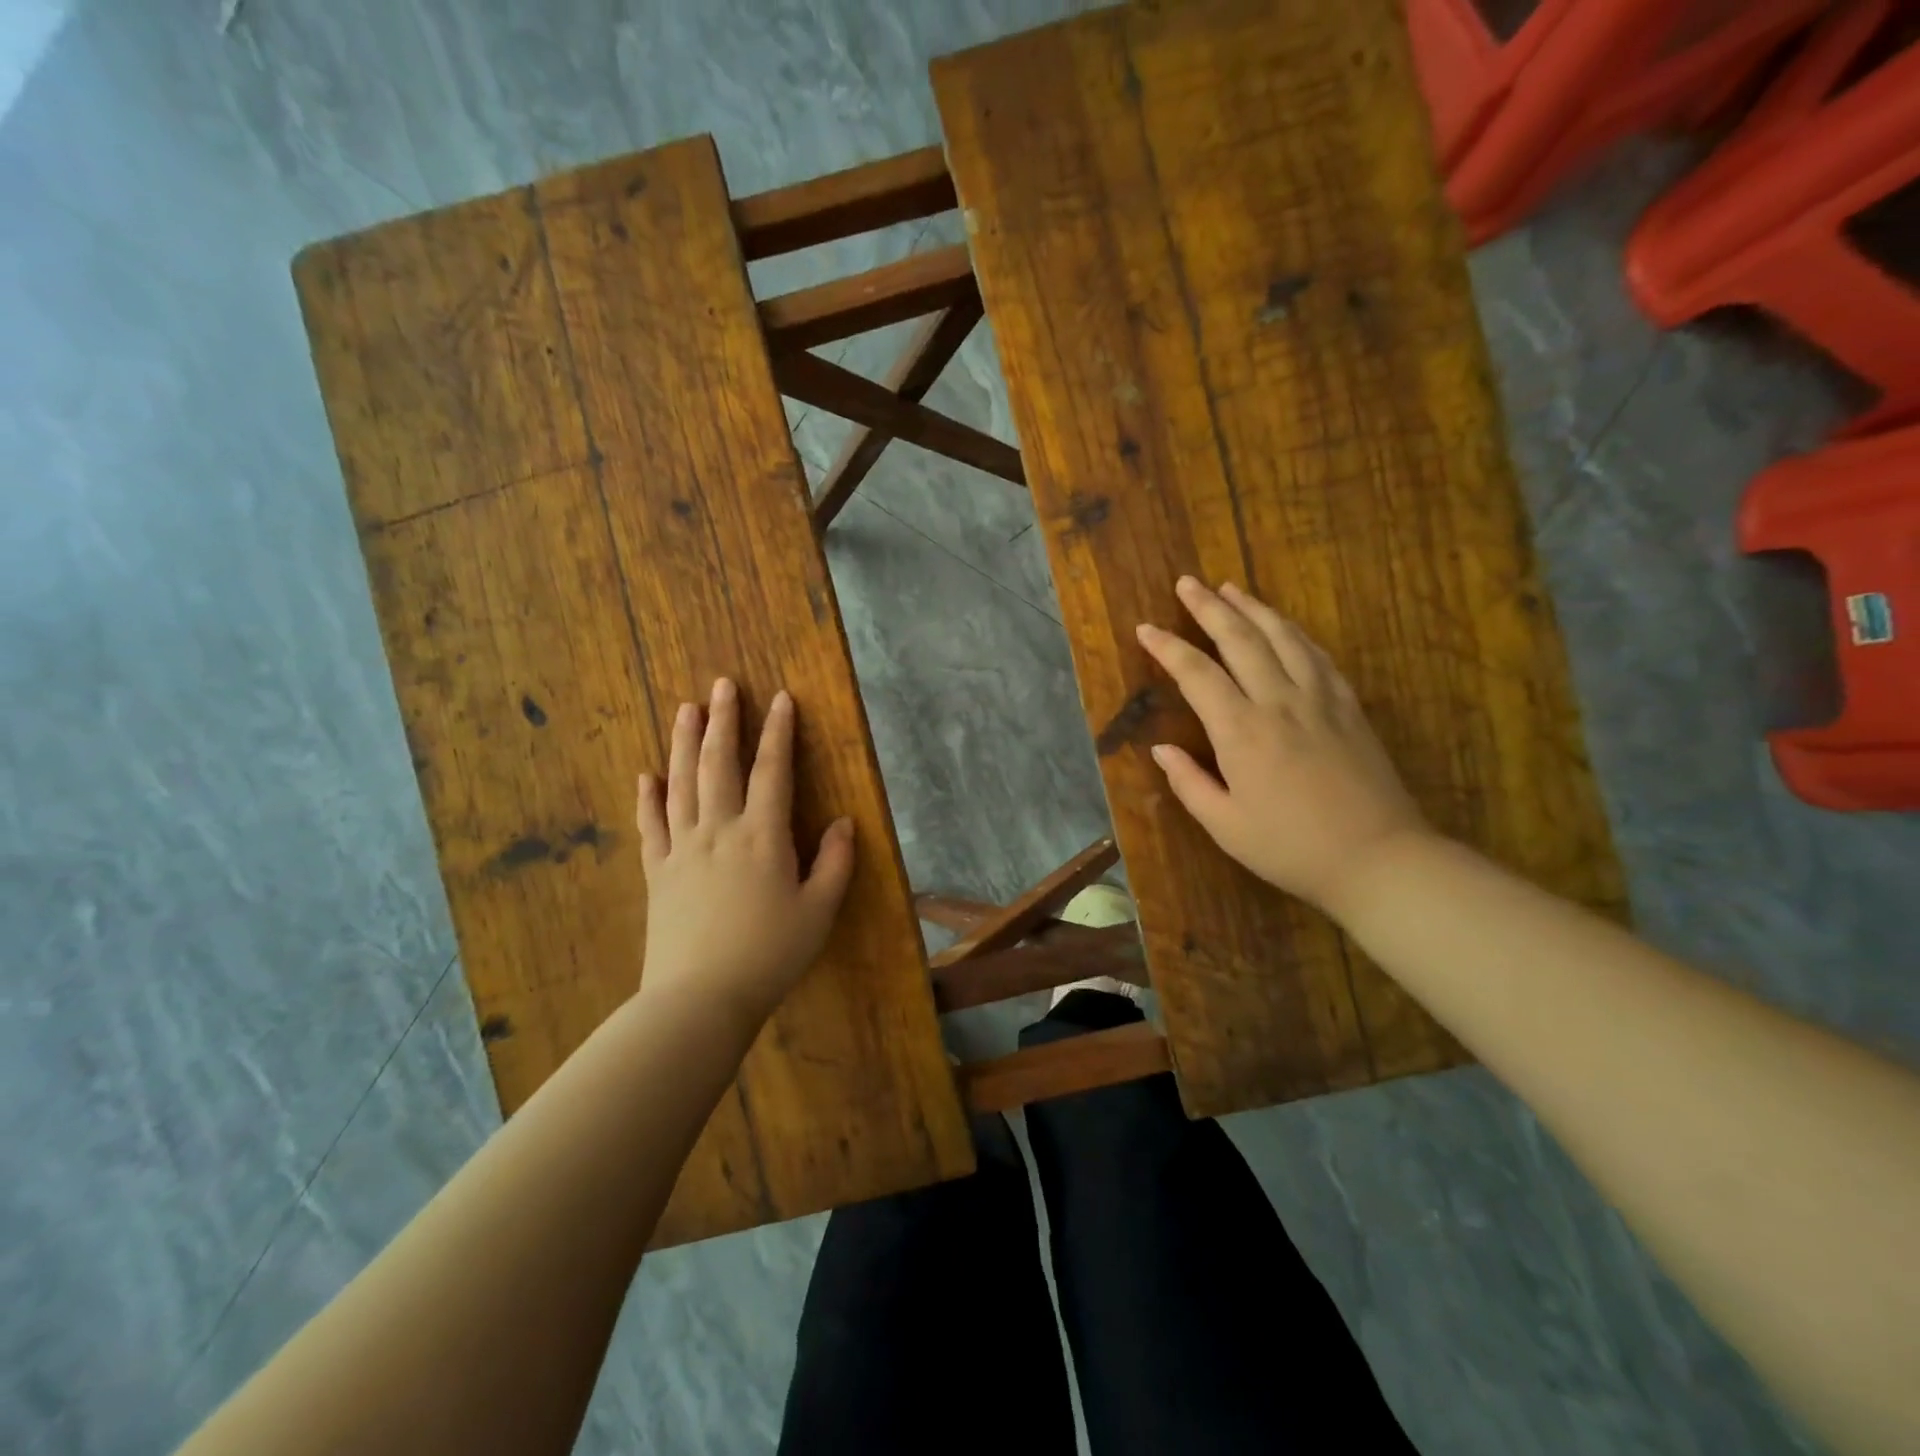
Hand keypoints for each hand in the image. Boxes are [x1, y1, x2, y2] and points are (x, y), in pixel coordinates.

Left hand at [635, 679, 855, 1029]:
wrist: (700, 998)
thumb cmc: (769, 955)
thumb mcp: (819, 912)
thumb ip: (836, 863)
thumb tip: (846, 822)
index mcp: (762, 836)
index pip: (772, 771)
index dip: (778, 732)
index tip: (781, 697)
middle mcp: (719, 830)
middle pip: (718, 764)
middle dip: (723, 721)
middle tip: (721, 685)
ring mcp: (681, 849)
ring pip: (680, 784)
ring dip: (682, 743)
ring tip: (685, 709)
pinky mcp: (656, 872)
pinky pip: (650, 825)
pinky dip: (647, 798)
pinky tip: (645, 776)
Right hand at [1136, 577, 1430, 914]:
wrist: (1378, 857)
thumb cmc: (1291, 848)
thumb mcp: (1225, 826)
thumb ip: (1189, 783)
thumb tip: (1160, 750)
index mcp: (1242, 732)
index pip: (1197, 675)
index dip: (1168, 648)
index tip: (1146, 629)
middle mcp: (1279, 702)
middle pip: (1241, 639)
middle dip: (1210, 608)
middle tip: (1188, 583)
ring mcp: (1319, 700)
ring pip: (1283, 637)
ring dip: (1254, 608)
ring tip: (1231, 589)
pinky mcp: (1348, 707)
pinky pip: (1318, 656)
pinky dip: (1295, 633)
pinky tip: (1284, 626)